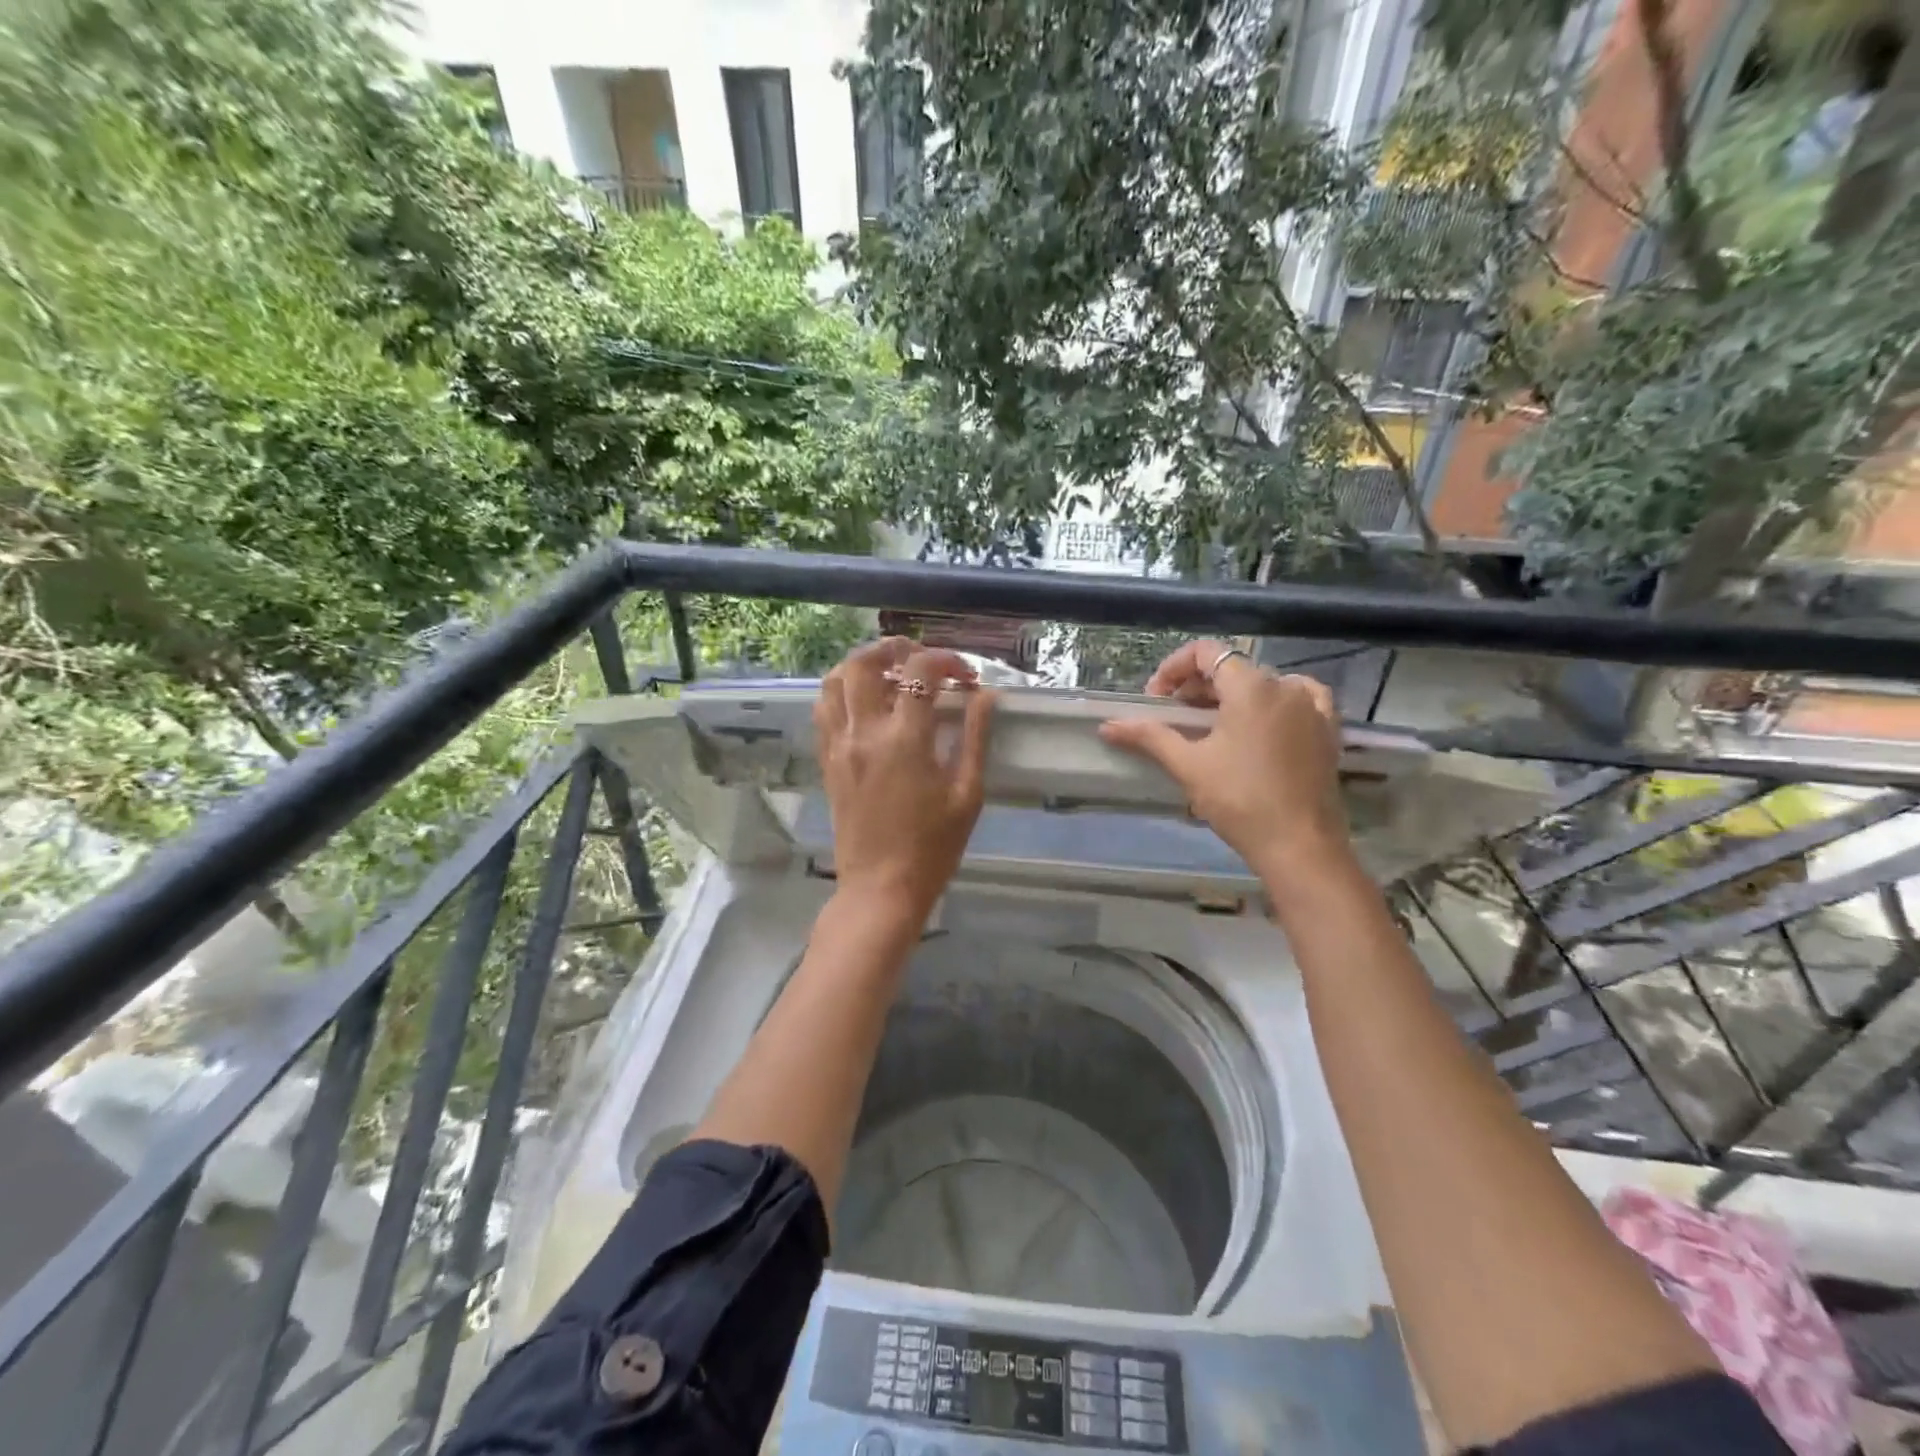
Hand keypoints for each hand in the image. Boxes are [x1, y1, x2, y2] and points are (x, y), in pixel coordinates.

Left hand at [814, 638, 996, 925]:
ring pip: (834, 680)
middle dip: (895, 648)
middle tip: (921, 659)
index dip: (947, 661)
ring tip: (889, 673)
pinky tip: (866, 703)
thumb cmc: (933, 847)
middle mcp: (864, 732)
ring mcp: (839, 745)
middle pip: (864, 662)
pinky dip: (842, 692)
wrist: (881, 888)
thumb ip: (975, 737)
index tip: (966, 677)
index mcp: (904, 740)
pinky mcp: (827, 761)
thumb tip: (984, 695)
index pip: (921, 671)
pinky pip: (824, 710)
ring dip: (862, 665)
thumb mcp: (967, 793)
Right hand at [1099, 639, 1349, 879]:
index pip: (1206, 652)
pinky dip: (1275, 702)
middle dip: (1197, 687)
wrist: (1299, 845)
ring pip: (1263, 684)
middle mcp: (1285, 686)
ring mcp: (1311, 707)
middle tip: (1174, 717)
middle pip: (1233, 668)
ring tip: (1212, 725)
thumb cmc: (1239, 800)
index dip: (1174, 668)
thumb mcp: (1188, 765)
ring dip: (1231, 695)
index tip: (1156, 698)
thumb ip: (1149, 737)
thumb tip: (1108, 726)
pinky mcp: (1328, 730)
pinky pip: (1300, 699)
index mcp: (1250, 687)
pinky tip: (1264, 721)